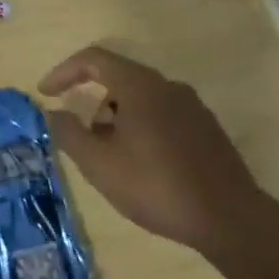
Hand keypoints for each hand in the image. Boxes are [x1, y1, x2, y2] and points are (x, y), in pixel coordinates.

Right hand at [38, 45, 273, 261]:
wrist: (231, 219)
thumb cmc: (157, 185)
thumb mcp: (99, 164)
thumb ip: (69, 133)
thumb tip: (53, 113)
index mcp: (140, 85)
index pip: (94, 59)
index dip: (64, 71)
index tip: (46, 93)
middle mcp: (167, 86)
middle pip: (118, 78)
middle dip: (93, 103)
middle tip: (84, 139)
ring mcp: (192, 106)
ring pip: (142, 99)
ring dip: (118, 119)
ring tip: (113, 159)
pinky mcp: (207, 129)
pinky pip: (163, 115)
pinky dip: (142, 128)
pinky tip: (144, 166)